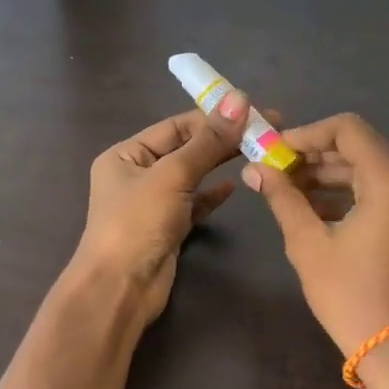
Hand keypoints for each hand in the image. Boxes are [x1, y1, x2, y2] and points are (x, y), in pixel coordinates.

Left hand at [74, 110, 243, 321]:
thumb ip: (208, 141)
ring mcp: (152, 203)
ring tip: (258, 152)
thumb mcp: (173, 175)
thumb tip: (240, 99)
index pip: (175, 126)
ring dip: (220, 164)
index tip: (253, 111)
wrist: (121, 289)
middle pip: (185, 148)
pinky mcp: (168, 228)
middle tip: (267, 130)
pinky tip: (234, 186)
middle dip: (222, 139)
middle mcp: (136, 174)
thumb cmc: (138, 223)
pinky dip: (213, 195)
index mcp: (126, 154)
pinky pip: (194, 203)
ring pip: (192, 176)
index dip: (213, 117)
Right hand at [233, 107, 388, 372]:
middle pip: (361, 148)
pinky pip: (384, 193)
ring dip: (331, 175)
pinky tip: (317, 211)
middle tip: (276, 171)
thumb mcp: (309, 244)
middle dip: (315, 155)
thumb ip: (283, 198)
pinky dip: (351, 194)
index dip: (306, 133)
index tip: (274, 152)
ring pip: (371, 171)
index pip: (347, 129)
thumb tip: (255, 169)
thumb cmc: (352, 297)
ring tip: (289, 191)